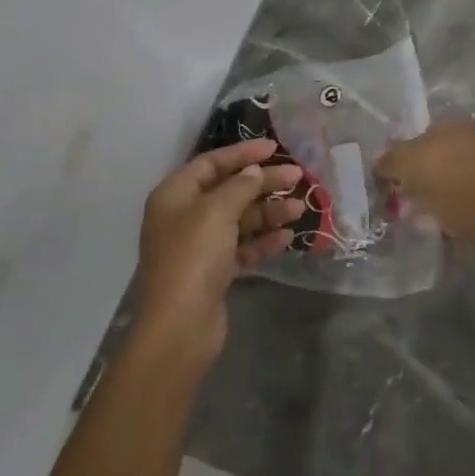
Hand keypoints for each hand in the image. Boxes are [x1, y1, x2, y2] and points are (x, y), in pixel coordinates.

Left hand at [132, 139, 303, 370]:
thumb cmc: (193, 257)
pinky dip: (263, 241)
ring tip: (300, 210)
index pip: (211, 163)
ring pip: (239, 220)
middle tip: (297, 178)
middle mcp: (184, 217)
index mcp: (174, 195)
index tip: (274, 148)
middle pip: (228, 190)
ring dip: (268, 213)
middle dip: (263, 183)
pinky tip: (287, 238)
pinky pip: (242, 248)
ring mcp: (199, 247)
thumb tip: (254, 172)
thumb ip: (240, 186)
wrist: (180, 326)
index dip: (243, 153)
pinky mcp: (213, 273)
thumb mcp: (216, 211)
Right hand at [375, 118, 474, 234]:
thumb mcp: (401, 160)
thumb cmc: (438, 171)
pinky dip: (439, 208)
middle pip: (433, 157)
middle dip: (415, 175)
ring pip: (443, 180)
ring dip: (426, 193)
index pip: (423, 131)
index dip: (404, 150)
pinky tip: (425, 220)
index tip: (391, 170)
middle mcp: (470, 140)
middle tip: (397, 191)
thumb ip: (387, 160)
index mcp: (453, 123)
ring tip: (408, 211)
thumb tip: (378, 163)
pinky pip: (452, 200)